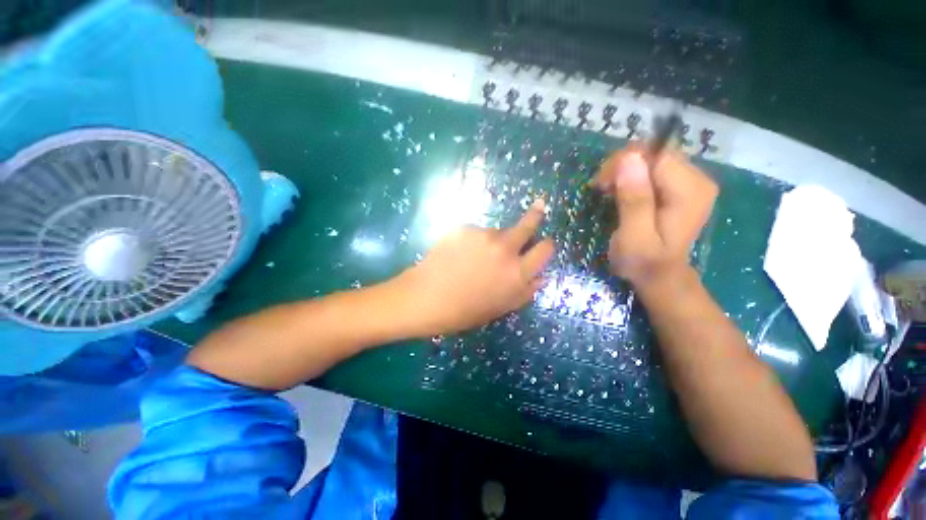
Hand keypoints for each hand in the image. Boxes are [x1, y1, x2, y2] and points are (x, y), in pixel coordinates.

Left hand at [397, 200, 553, 336]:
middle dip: (536, 215)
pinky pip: (476, 232)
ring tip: (474, 257)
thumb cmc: (464, 311)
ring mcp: (484, 235)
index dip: (546, 245)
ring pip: (497, 231)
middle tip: (539, 205)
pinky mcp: (465, 228)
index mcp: (517, 273)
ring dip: (494, 239)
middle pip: (528, 224)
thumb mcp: (501, 308)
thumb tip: (542, 277)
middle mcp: (505, 249)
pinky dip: (473, 240)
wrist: (426, 298)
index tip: (544, 242)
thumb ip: (525, 292)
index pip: (545, 249)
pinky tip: (458, 254)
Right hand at [591, 147, 717, 290]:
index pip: (655, 155)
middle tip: (602, 190)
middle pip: (654, 154)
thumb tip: (628, 159)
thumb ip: (634, 200)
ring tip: (608, 192)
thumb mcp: (634, 237)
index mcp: (689, 191)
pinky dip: (632, 177)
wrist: (660, 277)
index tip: (601, 185)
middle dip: (622, 167)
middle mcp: (697, 180)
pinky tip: (621, 192)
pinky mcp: (681, 187)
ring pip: (651, 160)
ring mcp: (691, 182)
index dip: (623, 164)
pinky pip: (652, 170)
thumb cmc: (643, 262)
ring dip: (624, 172)